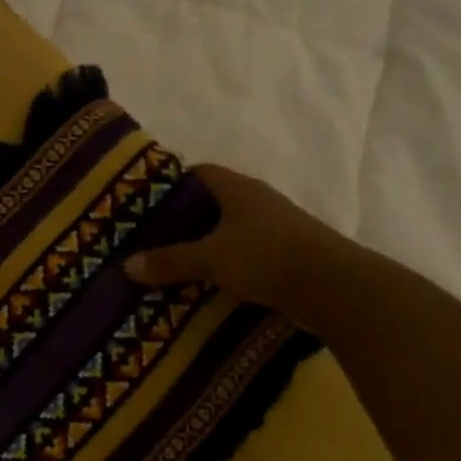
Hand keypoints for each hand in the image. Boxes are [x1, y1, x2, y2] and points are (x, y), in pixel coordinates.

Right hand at [123, 165, 347, 322]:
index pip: (198, 173)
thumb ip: (169, 261)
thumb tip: (127, 265)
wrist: (333, 286)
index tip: (144, 205)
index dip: (170, 185)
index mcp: (237, 189)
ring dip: (205, 244)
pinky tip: (207, 282)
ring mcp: (274, 227)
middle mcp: (257, 201)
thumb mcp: (210, 258)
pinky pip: (245, 253)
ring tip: (173, 264)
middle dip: (183, 220)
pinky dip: (225, 264)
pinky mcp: (285, 254)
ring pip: (229, 230)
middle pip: (211, 203)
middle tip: (150, 240)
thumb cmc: (266, 256)